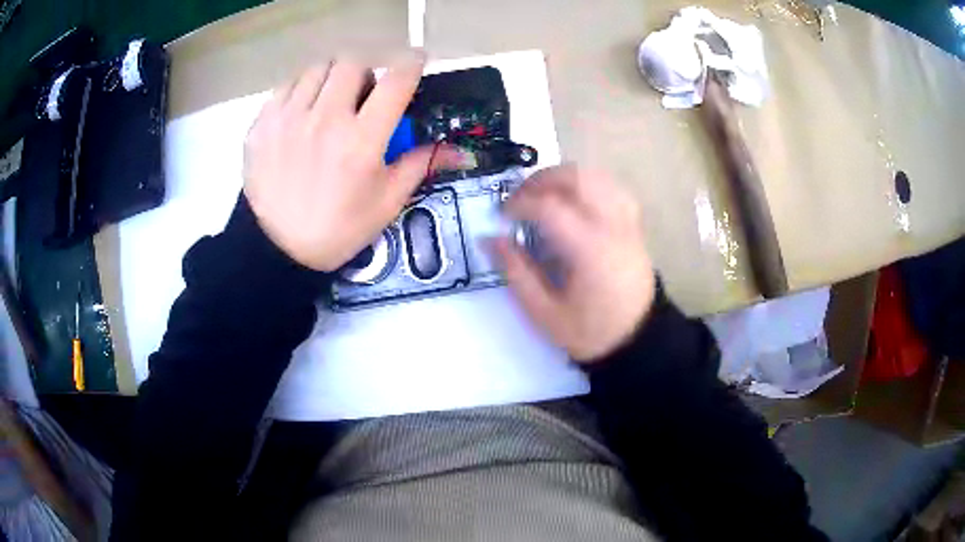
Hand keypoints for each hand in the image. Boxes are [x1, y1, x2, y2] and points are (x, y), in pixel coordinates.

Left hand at [243, 55, 469, 271]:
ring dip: (332, 76)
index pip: (396, 81)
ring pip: (317, 68)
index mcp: (362, 140)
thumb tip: (457, 150)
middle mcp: (325, 119)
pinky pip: (287, 86)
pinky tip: (303, 111)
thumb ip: (419, 166)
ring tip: (332, 98)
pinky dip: (301, 90)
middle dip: (366, 69)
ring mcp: (289, 118)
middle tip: (365, 90)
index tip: (415, 61)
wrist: (277, 250)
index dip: (412, 63)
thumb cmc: (337, 229)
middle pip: (352, 62)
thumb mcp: (386, 204)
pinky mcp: (262, 124)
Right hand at [494, 165, 655, 361]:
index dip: (520, 204)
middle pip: (578, 179)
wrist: (637, 342)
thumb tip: (489, 239)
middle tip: (520, 198)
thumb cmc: (590, 332)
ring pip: (597, 178)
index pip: (550, 207)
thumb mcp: (544, 313)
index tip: (502, 215)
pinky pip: (612, 189)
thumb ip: (516, 272)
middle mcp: (611, 227)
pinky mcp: (634, 227)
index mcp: (589, 250)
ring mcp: (627, 224)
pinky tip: (576, 200)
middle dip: (542, 180)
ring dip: (566, 178)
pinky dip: (589, 186)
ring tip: (544, 195)